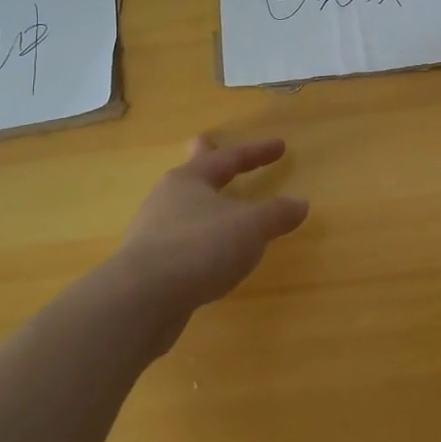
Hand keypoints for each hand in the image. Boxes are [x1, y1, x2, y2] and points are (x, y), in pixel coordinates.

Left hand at [114, 135, 309, 321]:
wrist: (140, 299)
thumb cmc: (200, 248)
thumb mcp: (250, 228)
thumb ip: (276, 214)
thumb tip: (300, 203)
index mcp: (190, 180)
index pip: (230, 158)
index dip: (257, 152)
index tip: (281, 146)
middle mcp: (167, 199)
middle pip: (192, 173)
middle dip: (204, 159)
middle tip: (205, 142)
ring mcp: (152, 232)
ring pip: (184, 208)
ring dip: (202, 204)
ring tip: (216, 208)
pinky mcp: (148, 266)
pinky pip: (180, 241)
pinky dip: (198, 239)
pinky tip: (206, 256)